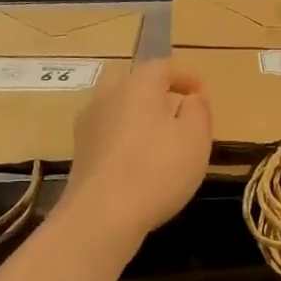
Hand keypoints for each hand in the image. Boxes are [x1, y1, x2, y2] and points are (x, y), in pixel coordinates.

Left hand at [65, 59, 211, 245]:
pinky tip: (134, 158)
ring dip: (134, 112)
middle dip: (151, 88)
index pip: (161, 66)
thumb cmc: (157, 171)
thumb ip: (198, 112)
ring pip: (113, 105)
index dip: (184, 76)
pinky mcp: (80, 152)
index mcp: (138, 85)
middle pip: (128, 79)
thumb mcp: (195, 139)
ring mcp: (88, 124)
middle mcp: (107, 96)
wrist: (102, 214)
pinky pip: (105, 131)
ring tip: (155, 135)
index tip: (200, 90)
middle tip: (171, 106)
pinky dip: (121, 135)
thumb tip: (193, 98)